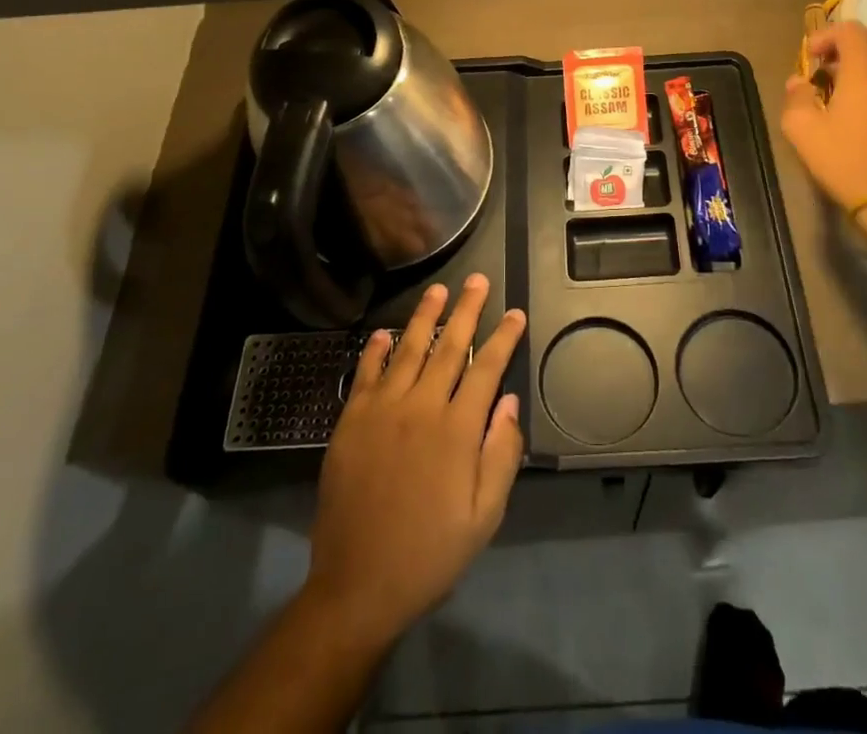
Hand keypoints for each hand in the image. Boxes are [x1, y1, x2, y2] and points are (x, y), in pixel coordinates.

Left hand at [304, 274, 526, 648]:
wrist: (358, 586)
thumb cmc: (430, 553)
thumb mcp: (484, 516)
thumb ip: (501, 454)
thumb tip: (508, 400)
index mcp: (457, 431)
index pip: (486, 369)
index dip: (503, 337)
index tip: (515, 312)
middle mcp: (421, 408)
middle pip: (449, 347)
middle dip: (467, 310)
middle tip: (477, 279)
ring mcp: (382, 410)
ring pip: (408, 349)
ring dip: (425, 317)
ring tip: (437, 290)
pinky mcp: (351, 421)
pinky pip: (366, 374)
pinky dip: (376, 349)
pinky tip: (384, 332)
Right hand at [782, 23, 866, 239]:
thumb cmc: (847, 163)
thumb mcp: (803, 132)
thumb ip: (796, 98)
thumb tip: (799, 82)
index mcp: (866, 71)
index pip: (851, 30)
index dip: (826, 35)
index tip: (810, 57)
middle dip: (853, 42)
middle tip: (831, 65)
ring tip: (849, 88)